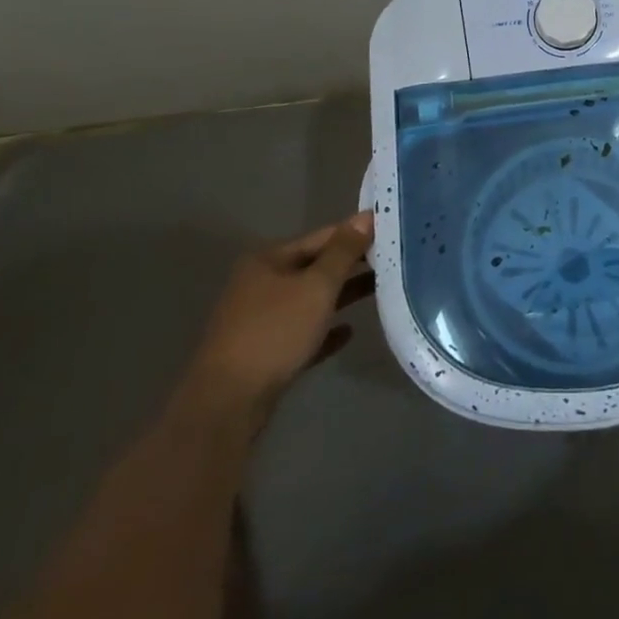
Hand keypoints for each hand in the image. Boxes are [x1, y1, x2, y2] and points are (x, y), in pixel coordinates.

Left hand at [186, 211, 374, 422]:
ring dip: (341, 295)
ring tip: (380, 290)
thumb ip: (344, 251)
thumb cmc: (275, 332)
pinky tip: (348, 332)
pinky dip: (324, 329)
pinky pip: (302, 333)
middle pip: (315, 267)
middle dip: (351, 265)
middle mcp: (261, 284)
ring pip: (310, 300)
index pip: (322, 237)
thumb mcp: (317, 286)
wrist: (228, 403)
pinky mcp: (263, 353)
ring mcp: (260, 320)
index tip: (390, 232)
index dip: (355, 233)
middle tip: (391, 260)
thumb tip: (366, 216)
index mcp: (269, 260)